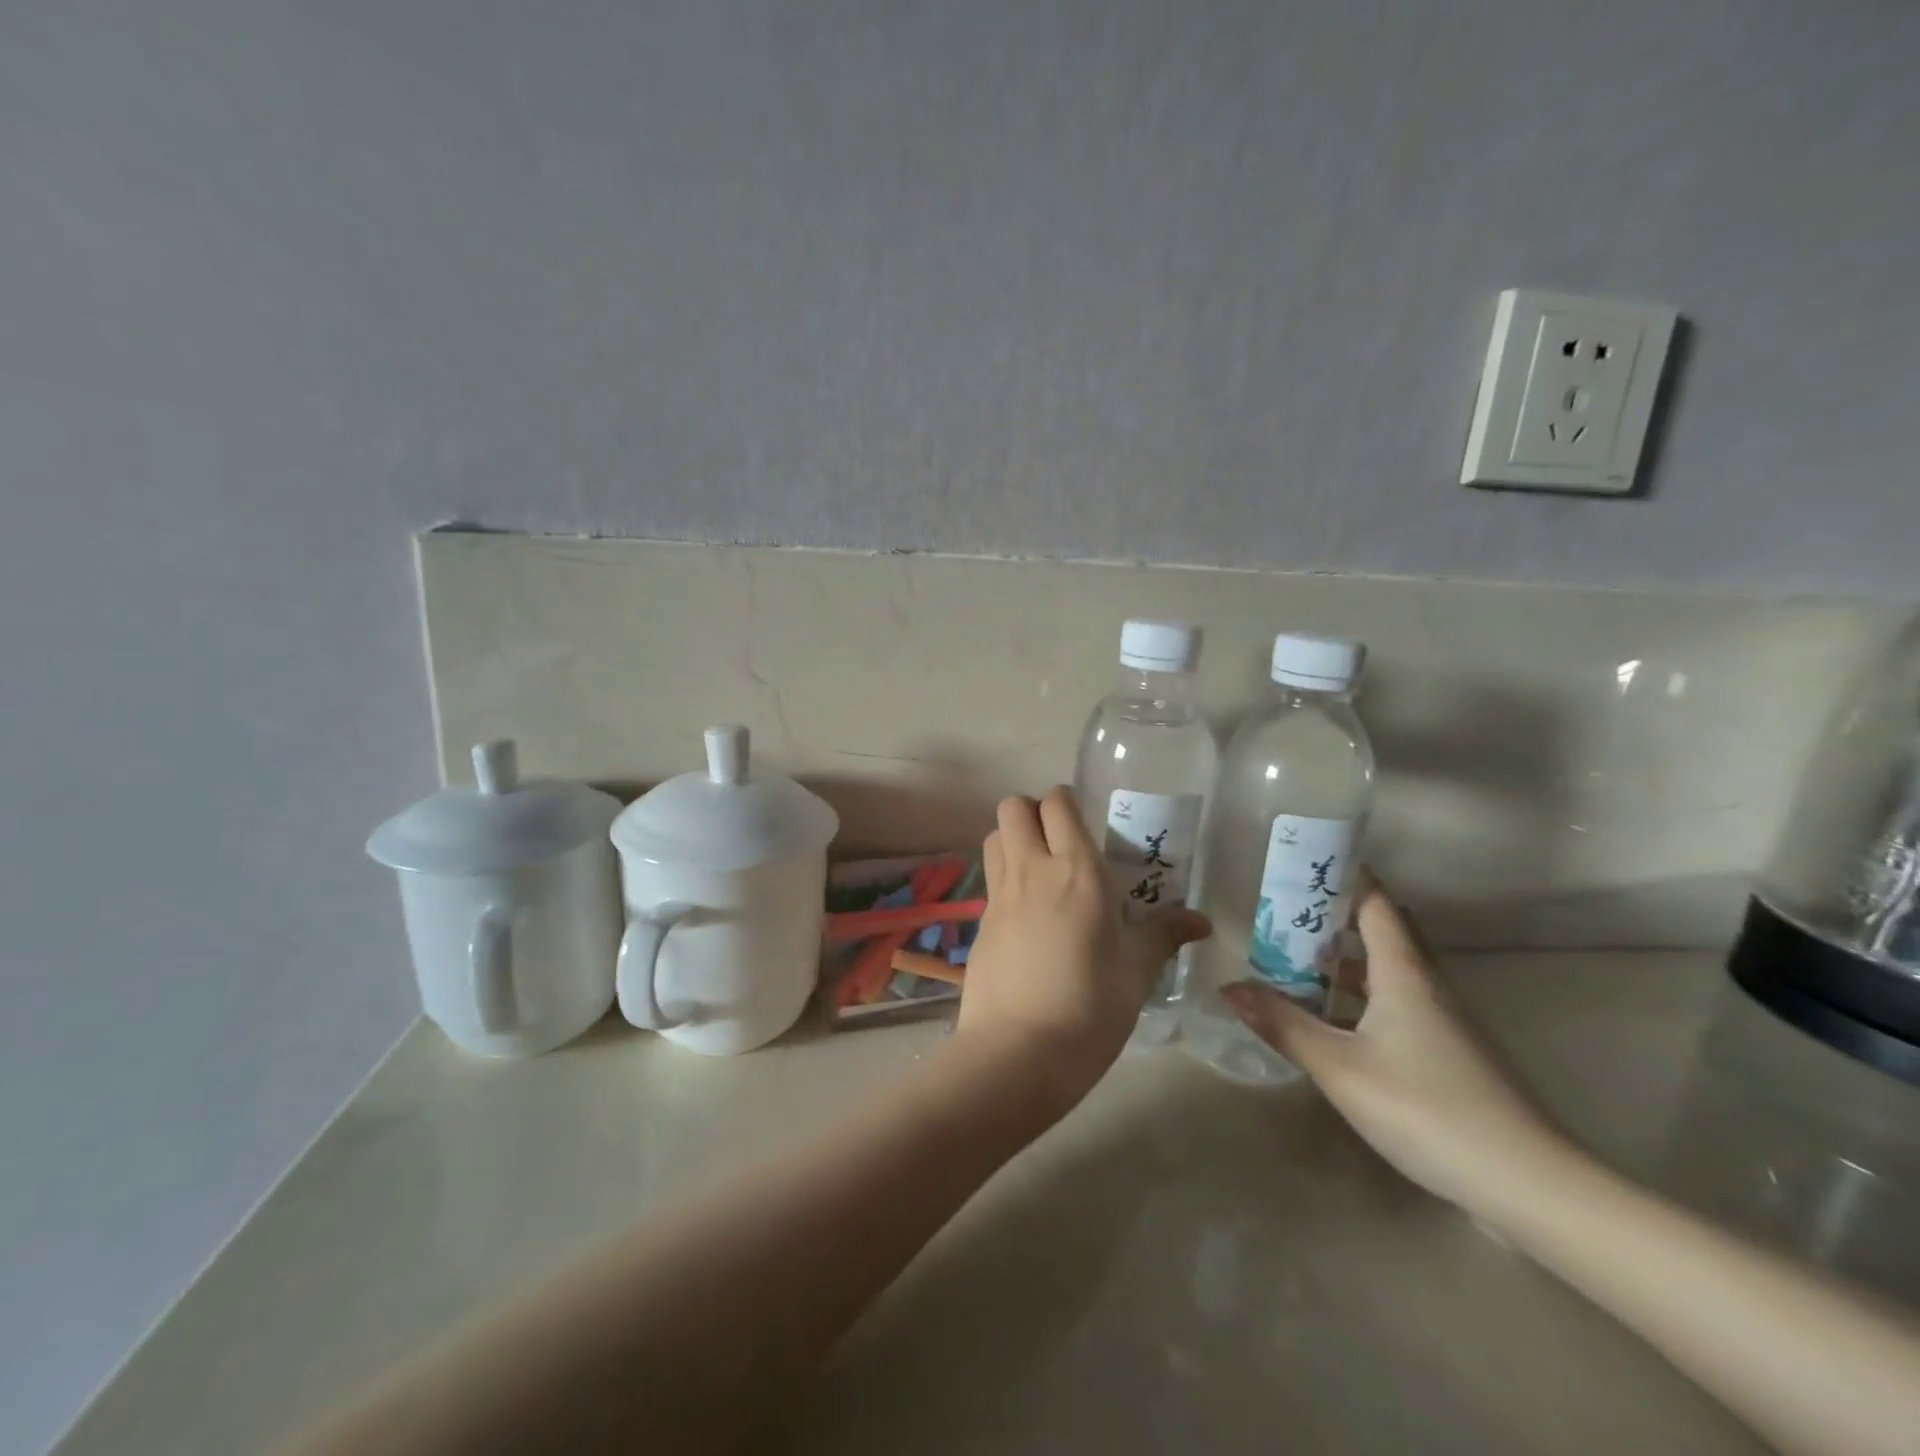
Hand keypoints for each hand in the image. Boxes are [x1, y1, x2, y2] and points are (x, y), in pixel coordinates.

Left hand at [957, 788, 1210, 1113]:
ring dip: (1013, 839)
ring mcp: (1000, 894)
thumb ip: (1164, 935)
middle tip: (1059, 842)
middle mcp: (1033, 869)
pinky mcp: (980, 922)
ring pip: (994, 836)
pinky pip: (990, 878)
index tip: (1085, 824)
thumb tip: (1202, 920)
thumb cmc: (1091, 1007)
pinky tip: (1026, 914)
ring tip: (1040, 870)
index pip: (1058, 803)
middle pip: (1013, 807)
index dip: (1066, 802)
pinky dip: (1004, 877)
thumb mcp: (1136, 971)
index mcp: (1077, 871)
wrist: (1019, 1053)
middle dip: (1033, 812)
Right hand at [1220, 877, 1570, 1213]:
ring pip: (1389, 973)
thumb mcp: (1340, 1067)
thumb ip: (1284, 1024)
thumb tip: (1229, 987)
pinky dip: (1361, 999)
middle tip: (1287, 915)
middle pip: (1383, 933)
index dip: (1344, 876)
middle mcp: (1427, 986)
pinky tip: (1333, 1024)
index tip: (1305, 861)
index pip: (1376, 903)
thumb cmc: (1427, 1108)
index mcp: (1404, 973)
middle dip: (1336, 918)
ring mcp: (1443, 1023)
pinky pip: (1397, 1006)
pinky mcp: (1450, 1056)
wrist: (1529, 1185)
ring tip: (1294, 964)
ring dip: (1345, 963)